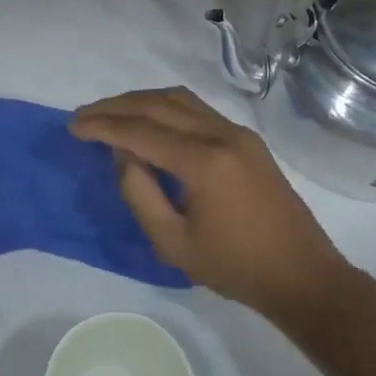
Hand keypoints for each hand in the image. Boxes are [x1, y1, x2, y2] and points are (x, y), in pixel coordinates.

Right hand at [71, 88, 345, 321]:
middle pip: (158, 104)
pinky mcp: (247, 139)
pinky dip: (166, 108)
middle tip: (85, 115)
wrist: (302, 276)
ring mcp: (238, 133)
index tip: (73, 126)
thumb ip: (140, 194)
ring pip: (180, 99)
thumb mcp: (173, 243)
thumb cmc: (234, 267)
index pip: (141, 130)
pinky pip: (198, 110)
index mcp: (203, 162)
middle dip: (116, 106)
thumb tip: (122, 154)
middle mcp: (221, 134)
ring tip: (112, 113)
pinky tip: (150, 121)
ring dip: (141, 101)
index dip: (103, 126)